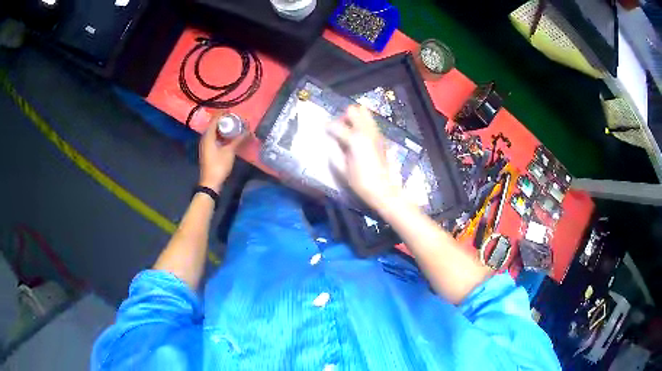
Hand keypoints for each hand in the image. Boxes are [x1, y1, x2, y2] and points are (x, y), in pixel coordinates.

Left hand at [198, 118, 247, 192]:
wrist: (210, 182)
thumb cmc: (219, 165)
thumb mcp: (230, 151)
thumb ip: (238, 139)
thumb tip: (249, 131)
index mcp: (208, 136)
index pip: (214, 119)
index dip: (223, 114)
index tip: (233, 111)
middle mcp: (205, 138)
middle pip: (214, 125)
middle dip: (224, 121)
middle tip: (235, 119)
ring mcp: (205, 145)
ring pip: (214, 132)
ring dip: (223, 128)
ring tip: (234, 126)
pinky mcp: (208, 151)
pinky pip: (214, 138)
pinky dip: (221, 135)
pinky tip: (229, 137)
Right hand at [327, 105, 401, 208]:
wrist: (384, 189)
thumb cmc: (361, 182)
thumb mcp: (343, 170)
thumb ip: (335, 153)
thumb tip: (331, 142)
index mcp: (355, 139)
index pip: (336, 125)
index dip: (328, 126)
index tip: (324, 129)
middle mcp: (366, 131)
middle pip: (353, 111)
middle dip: (344, 117)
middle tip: (340, 129)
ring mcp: (375, 133)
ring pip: (365, 113)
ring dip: (355, 119)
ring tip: (350, 131)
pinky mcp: (381, 138)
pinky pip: (371, 123)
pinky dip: (363, 124)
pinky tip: (360, 137)